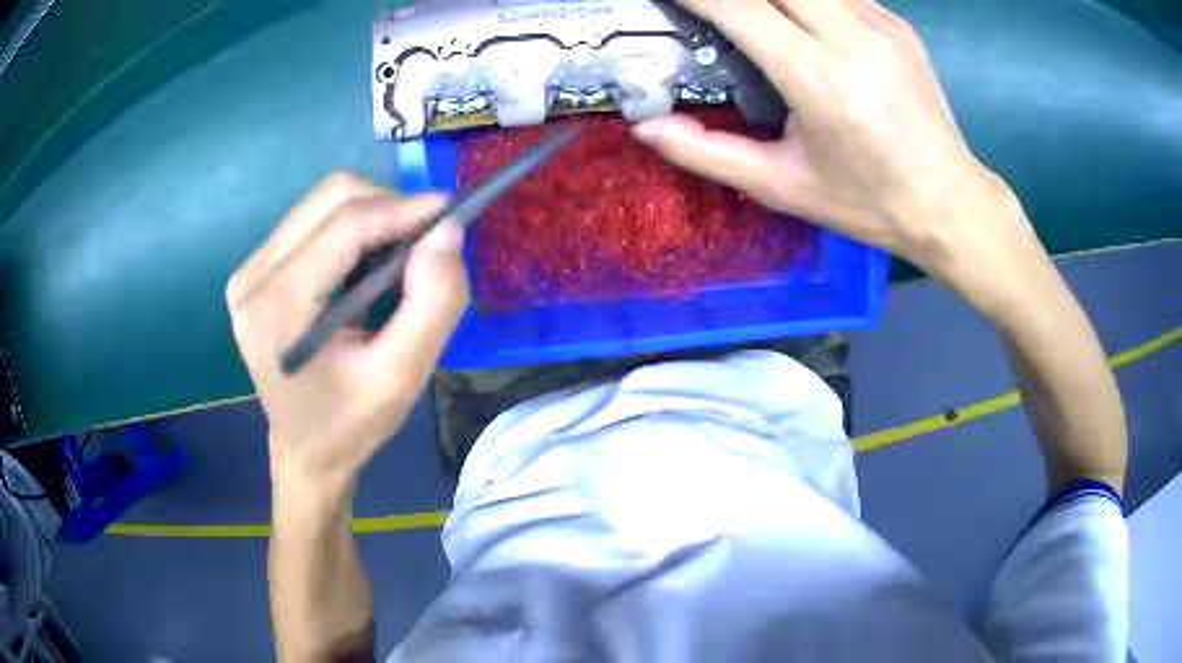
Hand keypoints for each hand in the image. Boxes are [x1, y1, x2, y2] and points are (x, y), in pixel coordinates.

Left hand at [226, 174, 467, 492]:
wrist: (304, 452)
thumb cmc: (350, 424)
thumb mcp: (403, 378)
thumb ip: (433, 303)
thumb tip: (448, 230)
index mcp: (279, 308)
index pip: (345, 226)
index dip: (402, 208)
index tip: (450, 212)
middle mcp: (253, 279)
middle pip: (330, 199)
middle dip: (388, 206)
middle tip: (425, 239)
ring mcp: (248, 272)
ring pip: (321, 203)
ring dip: (371, 214)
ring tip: (397, 255)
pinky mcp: (254, 272)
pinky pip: (310, 221)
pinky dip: (351, 228)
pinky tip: (365, 264)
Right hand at [635, 0, 1044, 308]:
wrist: (951, 203)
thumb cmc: (868, 203)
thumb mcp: (783, 187)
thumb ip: (709, 153)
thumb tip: (646, 128)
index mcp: (818, 78)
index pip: (738, 6)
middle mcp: (851, 36)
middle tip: (709, 6)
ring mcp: (880, 23)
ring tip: (750, 14)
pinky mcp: (897, 23)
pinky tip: (796, 16)